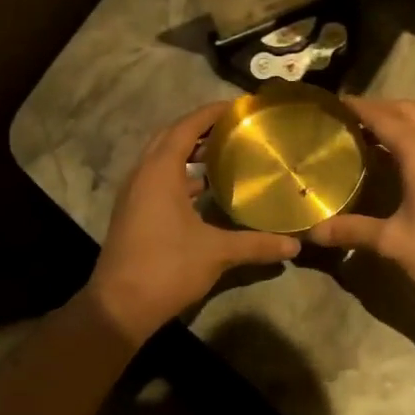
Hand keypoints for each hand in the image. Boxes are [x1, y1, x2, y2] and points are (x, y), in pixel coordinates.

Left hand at [85, 103, 300, 342]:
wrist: (119, 307)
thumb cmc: (166, 268)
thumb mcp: (217, 253)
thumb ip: (257, 244)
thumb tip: (295, 245)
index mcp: (159, 172)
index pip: (186, 127)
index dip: (211, 112)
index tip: (239, 106)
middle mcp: (142, 175)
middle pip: (170, 137)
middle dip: (200, 129)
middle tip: (234, 128)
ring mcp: (134, 195)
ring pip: (161, 159)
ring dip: (188, 152)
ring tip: (224, 152)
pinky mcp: (133, 213)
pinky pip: (158, 179)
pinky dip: (180, 175)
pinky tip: (204, 189)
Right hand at [304, 98, 414, 308]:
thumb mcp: (393, 242)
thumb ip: (353, 230)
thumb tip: (314, 232)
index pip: (383, 117)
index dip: (357, 107)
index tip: (333, 104)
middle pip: (408, 110)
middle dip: (379, 107)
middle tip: (349, 119)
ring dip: (400, 120)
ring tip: (371, 136)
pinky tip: (403, 161)